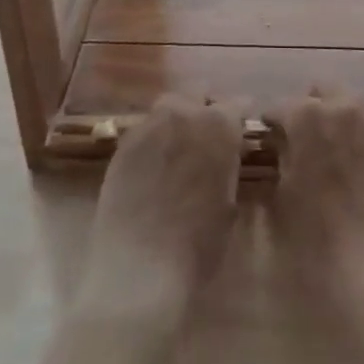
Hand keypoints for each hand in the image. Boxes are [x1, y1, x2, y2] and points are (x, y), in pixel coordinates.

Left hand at [75, 94, 245, 334]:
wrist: (139, 269)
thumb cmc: (198, 245)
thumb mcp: (229, 204)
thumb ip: (228, 166)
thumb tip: (227, 155)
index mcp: (219, 125)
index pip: (237, 104)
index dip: (240, 118)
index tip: (241, 131)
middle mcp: (183, 113)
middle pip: (197, 93)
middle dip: (204, 108)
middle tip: (207, 137)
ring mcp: (148, 125)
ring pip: (167, 107)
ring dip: (176, 119)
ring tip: (177, 148)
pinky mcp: (122, 144)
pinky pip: (143, 130)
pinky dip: (152, 140)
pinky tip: (152, 166)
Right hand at [264, 87, 363, 313]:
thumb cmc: (320, 240)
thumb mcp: (282, 202)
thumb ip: (280, 163)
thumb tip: (280, 148)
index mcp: (305, 116)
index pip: (278, 107)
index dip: (270, 125)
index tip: (266, 143)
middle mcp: (342, 106)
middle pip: (320, 92)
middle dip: (308, 109)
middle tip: (300, 142)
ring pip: (351, 102)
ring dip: (338, 116)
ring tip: (333, 149)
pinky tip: (362, 158)